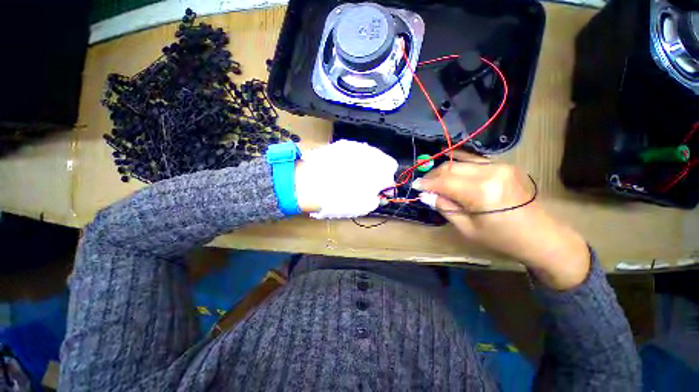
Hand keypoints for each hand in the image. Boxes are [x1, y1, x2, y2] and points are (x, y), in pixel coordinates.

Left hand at [294, 140, 397, 218]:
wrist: (309, 183)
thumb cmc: (340, 198)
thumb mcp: (364, 206)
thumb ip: (377, 198)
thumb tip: (379, 194)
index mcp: (381, 168)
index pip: (392, 172)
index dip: (386, 184)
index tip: (378, 191)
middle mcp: (371, 153)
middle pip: (381, 161)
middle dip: (377, 172)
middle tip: (366, 184)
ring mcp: (356, 146)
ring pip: (367, 155)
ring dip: (365, 165)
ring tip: (351, 177)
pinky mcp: (341, 144)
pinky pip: (353, 152)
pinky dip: (351, 160)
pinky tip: (341, 169)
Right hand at [414, 151, 589, 289]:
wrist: (541, 236)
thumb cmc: (502, 239)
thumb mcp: (467, 229)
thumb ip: (444, 207)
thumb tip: (426, 195)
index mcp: (481, 193)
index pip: (444, 181)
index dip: (426, 183)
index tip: (414, 186)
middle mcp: (490, 173)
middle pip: (451, 168)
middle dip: (433, 175)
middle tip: (423, 185)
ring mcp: (500, 166)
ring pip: (460, 162)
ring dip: (444, 170)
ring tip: (434, 180)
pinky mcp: (504, 166)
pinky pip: (474, 160)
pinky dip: (459, 162)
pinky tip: (449, 165)